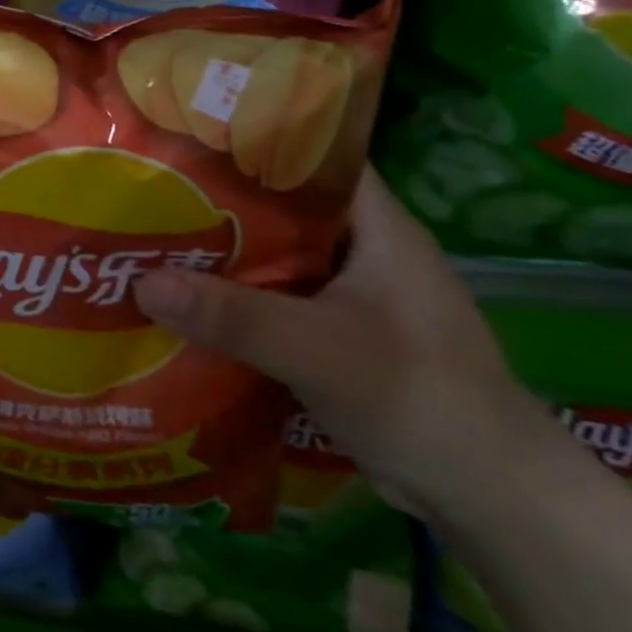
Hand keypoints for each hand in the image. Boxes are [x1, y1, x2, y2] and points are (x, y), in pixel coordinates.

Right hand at [135, 167, 552, 517]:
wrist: (491, 498)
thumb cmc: (419, 398)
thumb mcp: (318, 350)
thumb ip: (231, 316)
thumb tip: (140, 281)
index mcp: (376, 227)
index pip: (311, 156)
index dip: (251, 137)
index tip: (182, 133)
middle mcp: (362, 250)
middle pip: (279, 206)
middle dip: (214, 198)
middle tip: (147, 188)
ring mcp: (351, 294)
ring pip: (271, 254)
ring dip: (219, 252)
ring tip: (149, 237)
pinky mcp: (337, 334)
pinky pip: (272, 298)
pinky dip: (232, 296)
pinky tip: (184, 301)